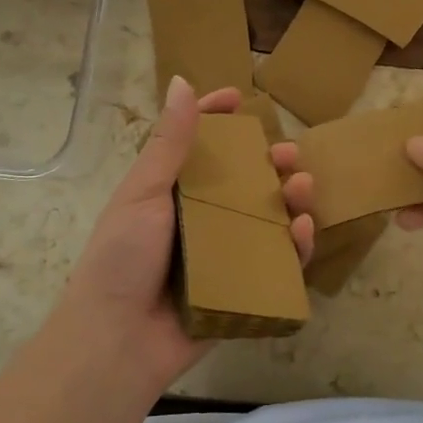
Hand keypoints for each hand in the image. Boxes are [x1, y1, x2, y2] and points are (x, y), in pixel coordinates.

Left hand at [53, 76, 314, 393]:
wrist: (118, 341)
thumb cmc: (123, 259)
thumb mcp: (143, 194)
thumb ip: (168, 144)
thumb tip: (182, 82)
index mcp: (170, 194)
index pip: (196, 147)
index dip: (216, 120)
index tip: (240, 100)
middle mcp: (199, 221)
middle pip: (242, 182)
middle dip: (269, 163)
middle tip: (289, 154)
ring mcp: (223, 256)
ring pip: (267, 219)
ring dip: (289, 199)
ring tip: (303, 186)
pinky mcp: (242, 288)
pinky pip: (276, 263)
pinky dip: (295, 246)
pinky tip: (304, 229)